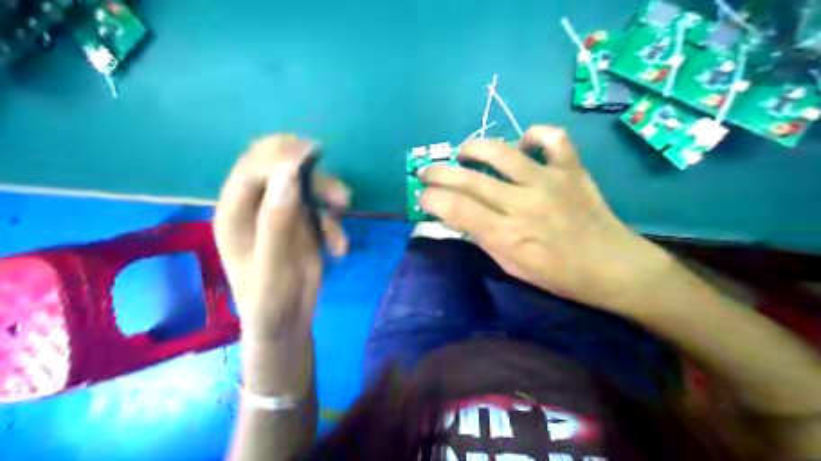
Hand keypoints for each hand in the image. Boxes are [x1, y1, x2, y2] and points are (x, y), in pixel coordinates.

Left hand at [213, 135, 350, 340]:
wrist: (286, 323)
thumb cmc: (268, 300)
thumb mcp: (271, 264)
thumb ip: (276, 220)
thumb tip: (289, 174)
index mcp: (234, 213)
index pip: (251, 169)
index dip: (279, 156)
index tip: (312, 154)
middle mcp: (256, 207)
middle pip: (277, 168)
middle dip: (308, 172)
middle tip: (332, 182)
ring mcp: (280, 214)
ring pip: (304, 185)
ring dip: (326, 192)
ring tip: (345, 207)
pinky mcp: (301, 224)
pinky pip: (320, 208)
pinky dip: (333, 222)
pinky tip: (339, 247)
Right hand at [420, 126, 669, 308]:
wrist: (613, 267)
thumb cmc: (559, 275)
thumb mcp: (513, 267)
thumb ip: (484, 238)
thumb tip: (459, 216)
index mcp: (507, 235)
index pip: (456, 209)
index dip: (431, 198)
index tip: (422, 196)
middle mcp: (523, 203)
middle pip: (469, 179)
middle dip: (438, 172)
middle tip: (426, 171)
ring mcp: (549, 181)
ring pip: (502, 151)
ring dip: (474, 147)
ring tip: (463, 152)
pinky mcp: (572, 169)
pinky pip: (552, 137)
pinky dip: (534, 135)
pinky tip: (523, 144)